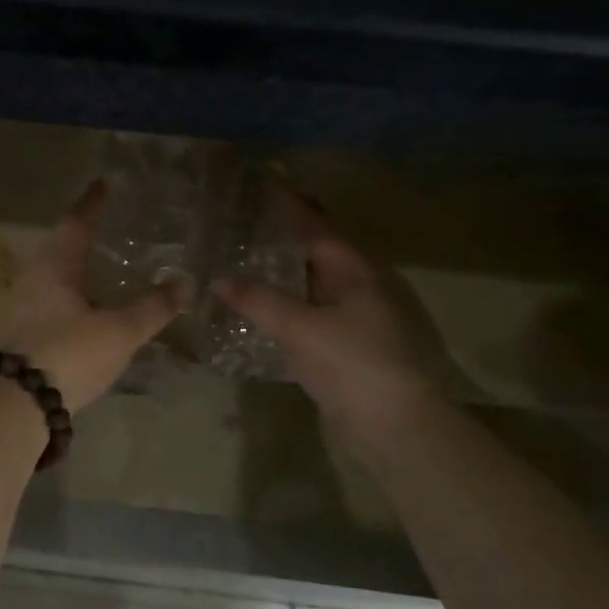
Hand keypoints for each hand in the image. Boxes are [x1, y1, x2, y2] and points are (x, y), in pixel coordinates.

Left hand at [7, 181, 187, 409]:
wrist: (22, 402)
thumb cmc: (72, 353)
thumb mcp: (120, 330)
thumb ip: (152, 307)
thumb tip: (184, 283)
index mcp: (55, 267)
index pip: (76, 224)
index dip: (92, 204)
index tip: (102, 185)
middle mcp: (34, 279)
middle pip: (58, 246)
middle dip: (80, 234)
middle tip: (103, 225)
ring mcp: (24, 307)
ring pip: (52, 274)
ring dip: (74, 265)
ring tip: (98, 264)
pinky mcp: (24, 332)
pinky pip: (50, 298)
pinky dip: (70, 292)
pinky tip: (85, 304)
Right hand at [214, 193, 448, 429]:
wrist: (391, 425)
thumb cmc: (351, 363)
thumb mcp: (301, 327)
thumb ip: (258, 300)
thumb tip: (217, 279)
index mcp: (355, 273)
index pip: (316, 229)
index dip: (289, 207)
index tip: (262, 183)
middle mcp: (356, 289)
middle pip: (315, 255)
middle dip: (283, 238)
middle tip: (244, 222)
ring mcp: (352, 320)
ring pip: (310, 286)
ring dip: (281, 274)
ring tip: (243, 259)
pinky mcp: (342, 348)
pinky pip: (307, 314)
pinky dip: (283, 306)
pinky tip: (258, 308)